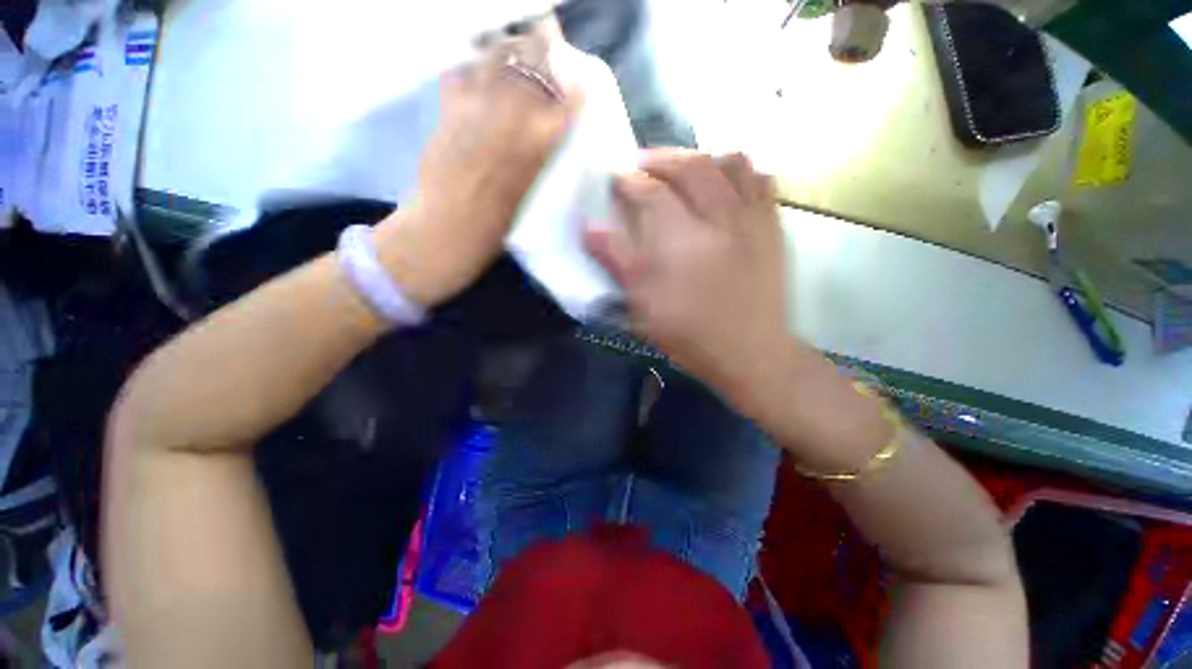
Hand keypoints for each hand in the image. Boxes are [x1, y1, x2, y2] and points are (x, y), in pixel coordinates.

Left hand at [374, 21, 582, 308]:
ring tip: (511, 51)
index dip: (574, 78)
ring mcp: (478, 107)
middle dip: (542, 43)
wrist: (449, 231)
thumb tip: (545, 127)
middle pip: (533, 59)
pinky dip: (470, 66)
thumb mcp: (532, 192)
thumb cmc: (498, 227)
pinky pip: (461, 70)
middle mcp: (514, 117)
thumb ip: (539, 154)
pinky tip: (476, 75)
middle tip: (546, 37)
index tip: (576, 72)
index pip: (570, 95)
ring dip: (507, 46)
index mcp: (541, 146)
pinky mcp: (449, 108)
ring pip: (497, 53)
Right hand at [585, 149, 792, 406]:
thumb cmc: (690, 334)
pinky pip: (761, 179)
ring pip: (732, 161)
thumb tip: (589, 228)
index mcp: (684, 241)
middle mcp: (721, 219)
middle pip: (692, 166)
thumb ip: (617, 261)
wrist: (751, 351)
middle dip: (661, 158)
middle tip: (642, 163)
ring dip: (701, 156)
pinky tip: (724, 182)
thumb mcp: (643, 305)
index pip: (652, 192)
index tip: (616, 179)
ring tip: (683, 167)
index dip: (629, 181)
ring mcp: (753, 219)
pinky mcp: (774, 227)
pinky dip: (739, 170)